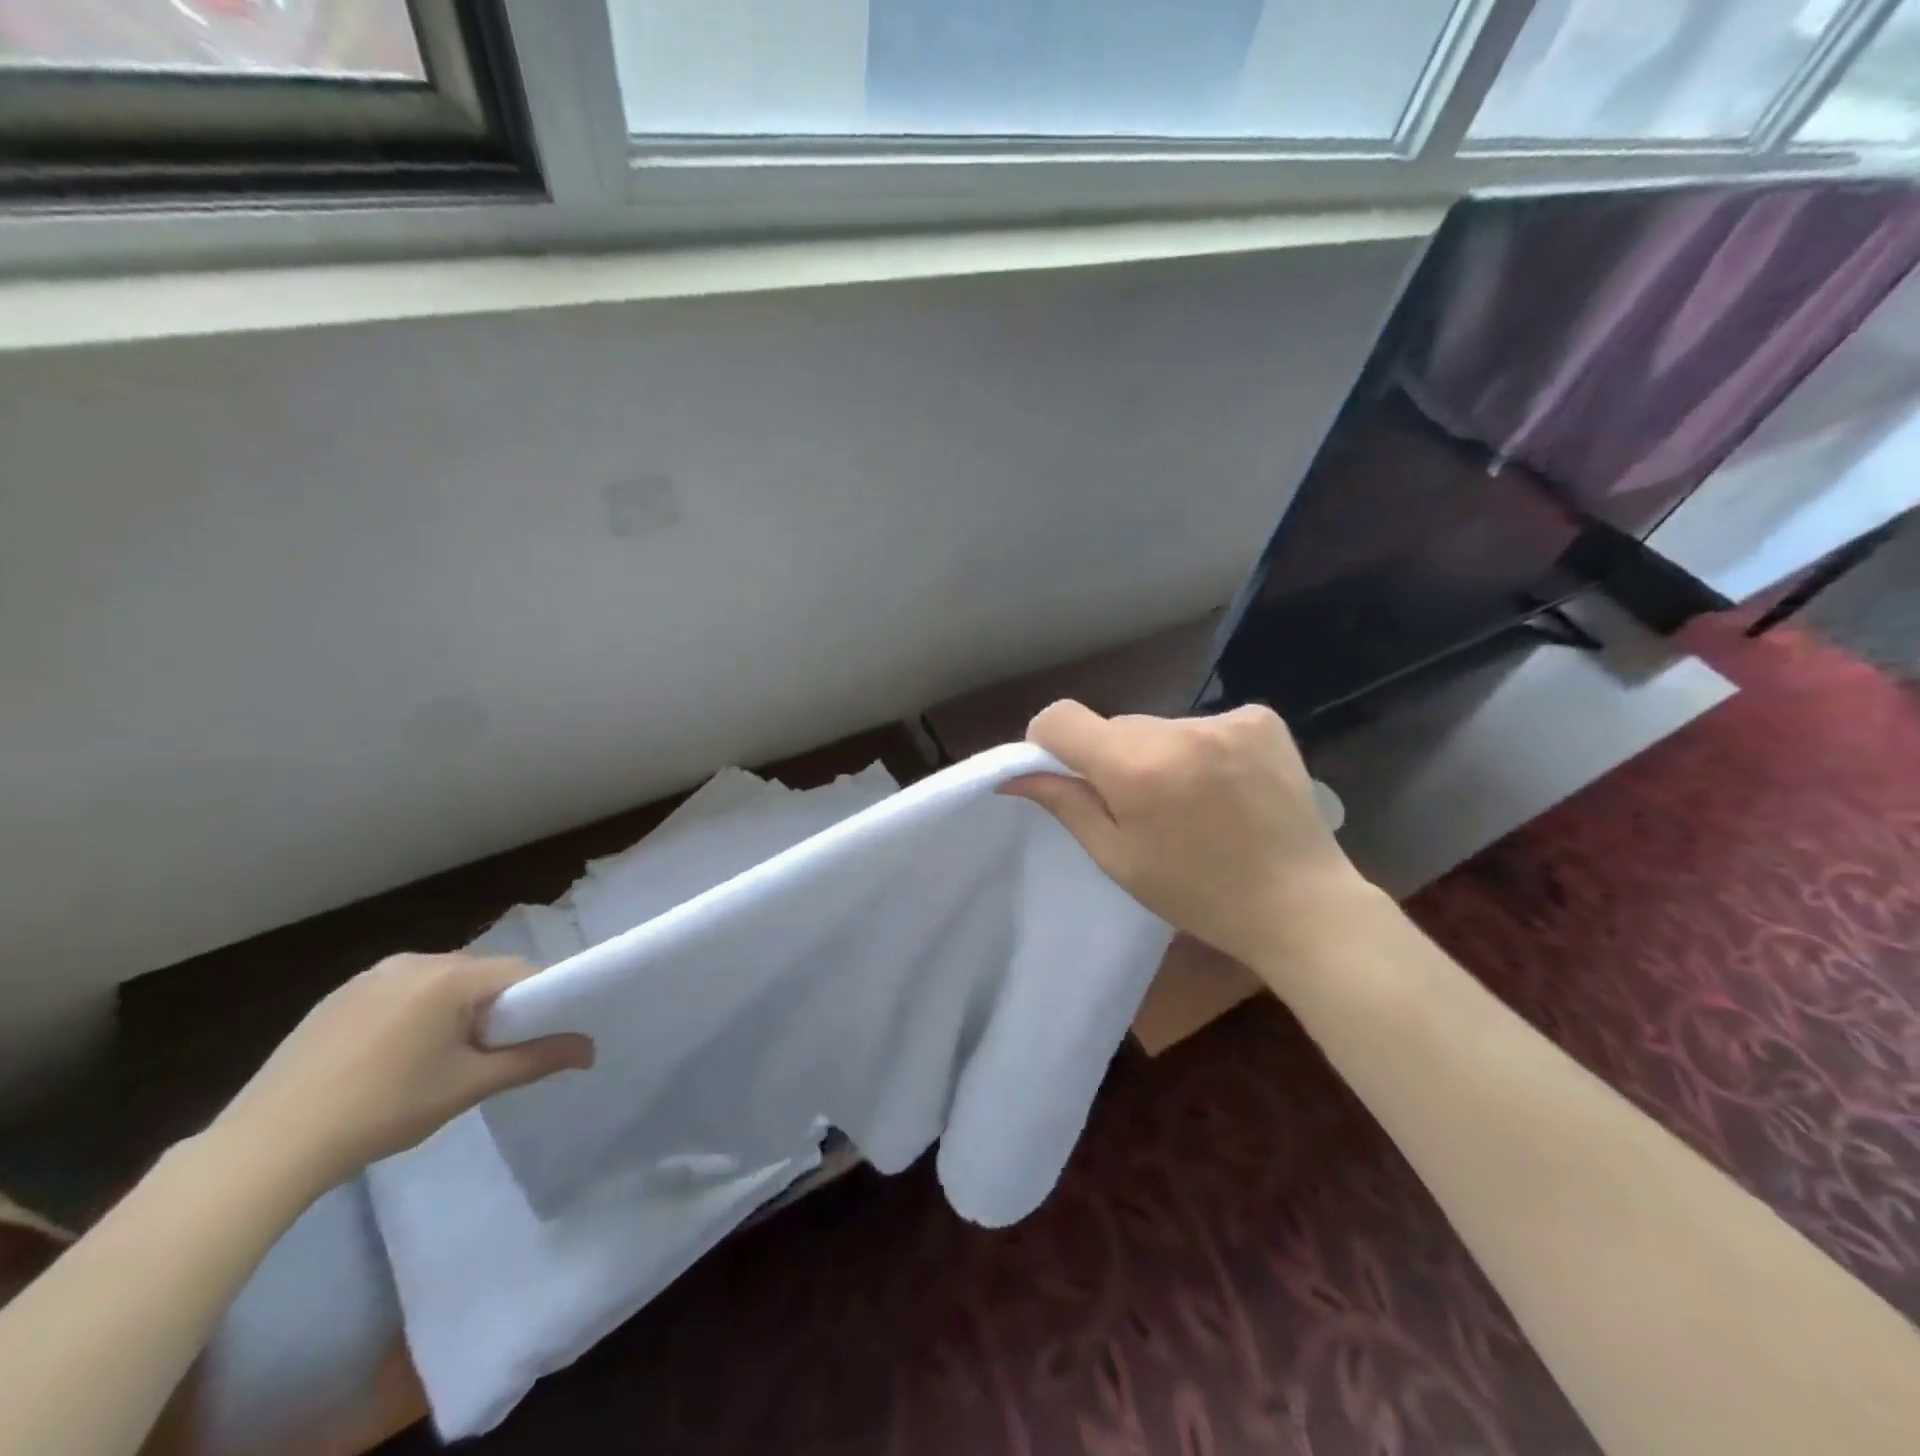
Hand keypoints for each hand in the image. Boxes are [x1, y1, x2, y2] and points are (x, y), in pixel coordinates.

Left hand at [213, 953, 593, 1195]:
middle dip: (491, 1008)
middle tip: (483, 1057)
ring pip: (438, 983)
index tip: (530, 1040)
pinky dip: (411, 1015)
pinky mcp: (337, 996)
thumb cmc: (385, 1109)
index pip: (519, 972)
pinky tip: (390, 1059)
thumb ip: (536, 1059)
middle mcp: (415, 961)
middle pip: (479, 975)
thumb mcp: (469, 1086)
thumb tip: (591, 1049)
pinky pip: (399, 993)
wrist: (268, 1146)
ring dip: (451, 1011)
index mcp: (451, 975)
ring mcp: (370, 975)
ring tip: (435, 1062)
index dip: (535, 1003)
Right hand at [1001, 701, 1369, 969]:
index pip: (1060, 718)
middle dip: (1114, 758)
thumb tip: (1015, 775)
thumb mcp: (1117, 858)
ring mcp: (1226, 719)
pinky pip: (1203, 725)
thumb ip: (1065, 803)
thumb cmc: (1197, 893)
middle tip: (1141, 807)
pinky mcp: (1261, 718)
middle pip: (1116, 726)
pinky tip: (1227, 787)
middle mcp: (1177, 729)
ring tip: (1192, 802)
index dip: (1049, 742)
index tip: (1064, 773)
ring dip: (1160, 754)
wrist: (1300, 904)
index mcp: (1134, 765)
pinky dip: (1202, 749)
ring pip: (1160, 726)